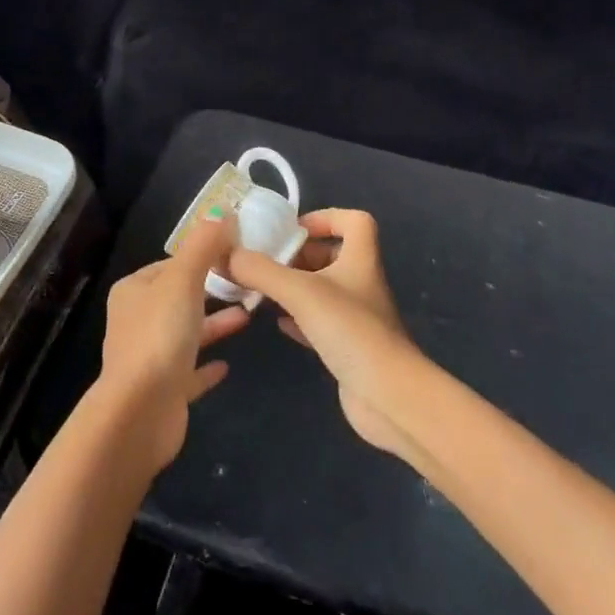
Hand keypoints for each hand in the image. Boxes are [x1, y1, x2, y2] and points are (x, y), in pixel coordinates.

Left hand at [97, 214, 250, 472]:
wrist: (141, 412)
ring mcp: (149, 357)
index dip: (202, 257)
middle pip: (179, 297)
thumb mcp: (183, 280)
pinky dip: (207, 364)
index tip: (236, 254)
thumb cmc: (159, 336)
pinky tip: (228, 364)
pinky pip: (189, 371)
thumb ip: (203, 245)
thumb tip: (222, 211)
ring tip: (250, 315)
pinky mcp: (163, 390)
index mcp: (134, 291)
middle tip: (249, 284)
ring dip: (214, 323)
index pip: (171, 264)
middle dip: (212, 289)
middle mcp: (137, 320)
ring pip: (186, 332)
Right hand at [227, 209, 422, 455]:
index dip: (326, 217)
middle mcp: (361, 283)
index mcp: (360, 259)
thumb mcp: (299, 292)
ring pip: (323, 290)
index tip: (293, 229)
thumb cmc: (350, 330)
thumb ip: (260, 270)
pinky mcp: (349, 347)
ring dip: (294, 286)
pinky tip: (276, 323)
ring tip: (260, 289)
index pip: (354, 221)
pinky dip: (297, 318)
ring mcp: (356, 317)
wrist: (389, 397)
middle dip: (298, 255)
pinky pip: (319, 322)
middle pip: (332, 255)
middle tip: (264, 261)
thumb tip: (225, 254)